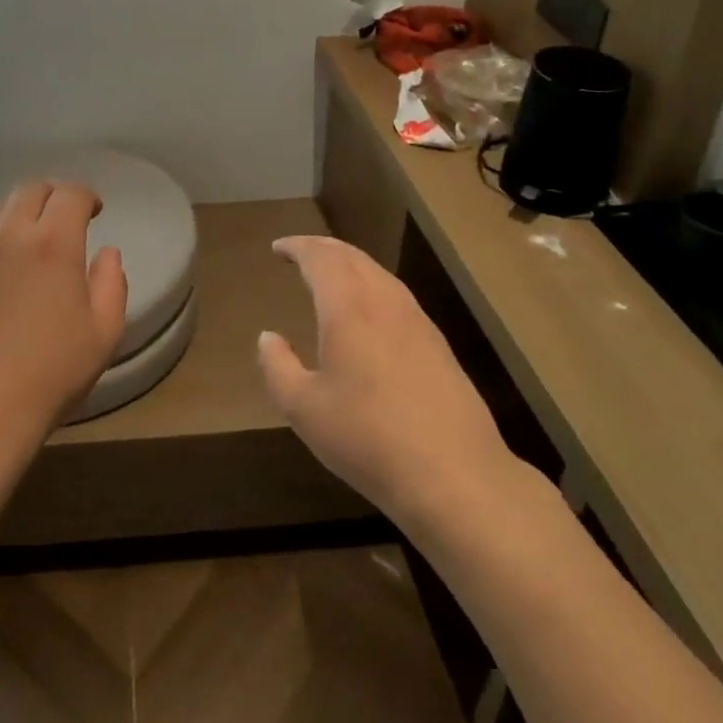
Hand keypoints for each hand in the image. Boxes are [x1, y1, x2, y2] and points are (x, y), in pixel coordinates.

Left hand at [0, 179, 126, 462]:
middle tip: (65, 216)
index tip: (95, 211)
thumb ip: (112, 285)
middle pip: (29, 190)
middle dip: (53, 194)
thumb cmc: (49, 374)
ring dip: (19, 211)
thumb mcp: (103, 334)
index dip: (86, 196)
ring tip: (30, 235)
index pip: (70, 195)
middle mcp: (9, 237)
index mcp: (53, 244)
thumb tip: (107, 253)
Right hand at [257, 235, 526, 530]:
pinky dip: (372, 286)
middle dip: (324, 248)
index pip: (321, 258)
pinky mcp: (438, 345)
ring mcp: (417, 321)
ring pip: (379, 273)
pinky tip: (369, 312)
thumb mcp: (304, 408)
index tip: (278, 248)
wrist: (454, 476)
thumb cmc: (367, 438)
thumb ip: (277, 367)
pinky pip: (397, 295)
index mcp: (348, 307)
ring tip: (330, 276)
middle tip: (301, 253)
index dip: (298, 247)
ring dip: (351, 264)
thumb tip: (267, 338)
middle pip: (353, 257)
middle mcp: (385, 302)